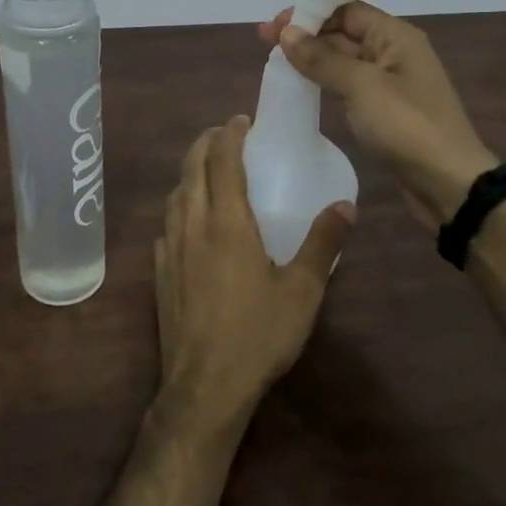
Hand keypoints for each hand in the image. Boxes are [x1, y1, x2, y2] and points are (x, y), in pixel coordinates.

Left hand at [154, 116, 353, 427]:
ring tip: (207, 171)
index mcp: (228, 223)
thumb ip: (323, 243)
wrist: (205, 386)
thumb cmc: (258, 334)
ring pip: (174, 195)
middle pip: (191, 169)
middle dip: (204, 143)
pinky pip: (166, 225)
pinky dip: (178, 207)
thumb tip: (346, 205)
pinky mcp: (160, 273)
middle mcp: (193, 225)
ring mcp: (171, 249)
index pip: (222, 161)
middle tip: (224, 135)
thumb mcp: (303, 290)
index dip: (229, 134)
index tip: (241, 120)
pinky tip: (189, 222)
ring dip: (189, 173)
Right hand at [260, 2, 496, 230]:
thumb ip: (321, 58)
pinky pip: (349, 85)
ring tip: (276, 61)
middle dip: (307, 34)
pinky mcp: (385, 110)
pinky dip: (325, 81)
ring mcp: (390, 83)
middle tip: (264, 41)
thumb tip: (286, 33)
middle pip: (345, 32)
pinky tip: (302, 86)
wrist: (447, 182)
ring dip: (313, 58)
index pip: (347, 9)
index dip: (309, 12)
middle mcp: (394, 52)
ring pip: (345, 60)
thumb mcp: (361, 86)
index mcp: (396, 36)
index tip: (274, 24)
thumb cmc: (406, 126)